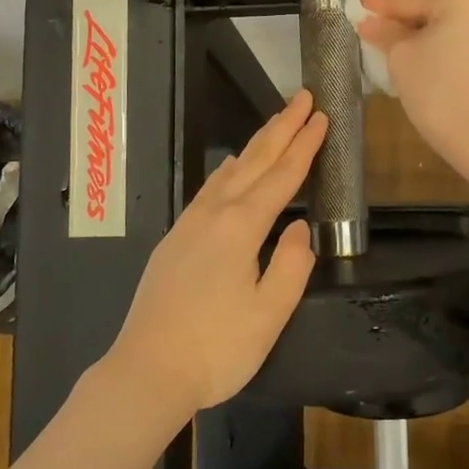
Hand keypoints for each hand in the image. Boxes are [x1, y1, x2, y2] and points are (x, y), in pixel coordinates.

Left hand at [105, 90, 327, 416]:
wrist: (146, 372)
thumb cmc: (216, 348)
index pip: (282, 176)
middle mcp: (214, 214)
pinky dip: (228, 169)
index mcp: (241, 227)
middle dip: (282, 127)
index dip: (304, 145)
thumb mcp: (269, 314)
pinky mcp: (175, 239)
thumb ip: (292, 266)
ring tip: (275, 122)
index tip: (321, 116)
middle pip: (255, 160)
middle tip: (303, 97)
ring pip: (230, 170)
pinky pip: (209, 188)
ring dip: (256, 144)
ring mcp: (190, 224)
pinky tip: (230, 167)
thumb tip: (298, 229)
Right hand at [357, 0, 468, 180]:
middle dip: (399, 18)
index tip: (357, 1)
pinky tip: (412, 51)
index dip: (380, 4)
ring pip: (443, 22)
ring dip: (416, 32)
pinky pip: (456, 36)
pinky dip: (435, 42)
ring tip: (384, 39)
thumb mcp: (401, 57)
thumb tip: (369, 22)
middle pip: (428, 6)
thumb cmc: (439, 90)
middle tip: (367, 24)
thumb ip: (384, 32)